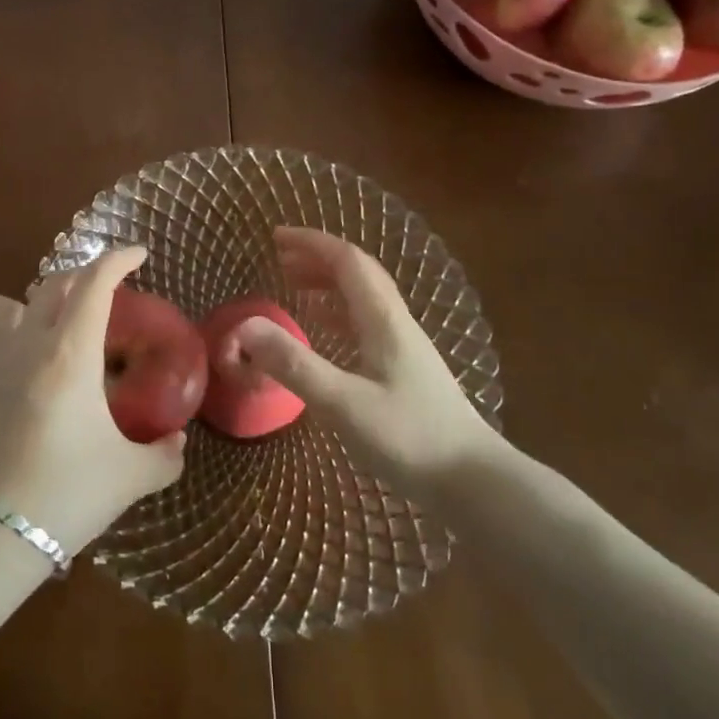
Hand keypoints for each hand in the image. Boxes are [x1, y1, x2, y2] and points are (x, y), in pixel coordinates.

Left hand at [0, 247, 186, 555]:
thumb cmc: (63, 497)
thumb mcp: (127, 478)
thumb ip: (162, 455)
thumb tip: (177, 443)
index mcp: (69, 353)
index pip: (94, 283)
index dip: (118, 259)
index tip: (138, 255)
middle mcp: (26, 343)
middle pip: (53, 283)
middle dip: (84, 278)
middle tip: (106, 296)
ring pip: (6, 302)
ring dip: (34, 303)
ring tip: (54, 331)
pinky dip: (10, 336)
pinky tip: (27, 374)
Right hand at [236, 227, 509, 497]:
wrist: (474, 482)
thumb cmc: (409, 438)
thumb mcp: (343, 402)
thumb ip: (293, 364)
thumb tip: (244, 326)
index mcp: (383, 319)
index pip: (347, 261)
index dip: (311, 243)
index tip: (276, 236)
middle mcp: (396, 323)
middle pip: (357, 274)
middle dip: (317, 259)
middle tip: (280, 259)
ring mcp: (404, 347)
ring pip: (363, 299)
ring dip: (328, 285)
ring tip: (294, 288)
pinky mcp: (406, 371)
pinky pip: (366, 324)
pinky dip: (338, 315)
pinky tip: (325, 332)